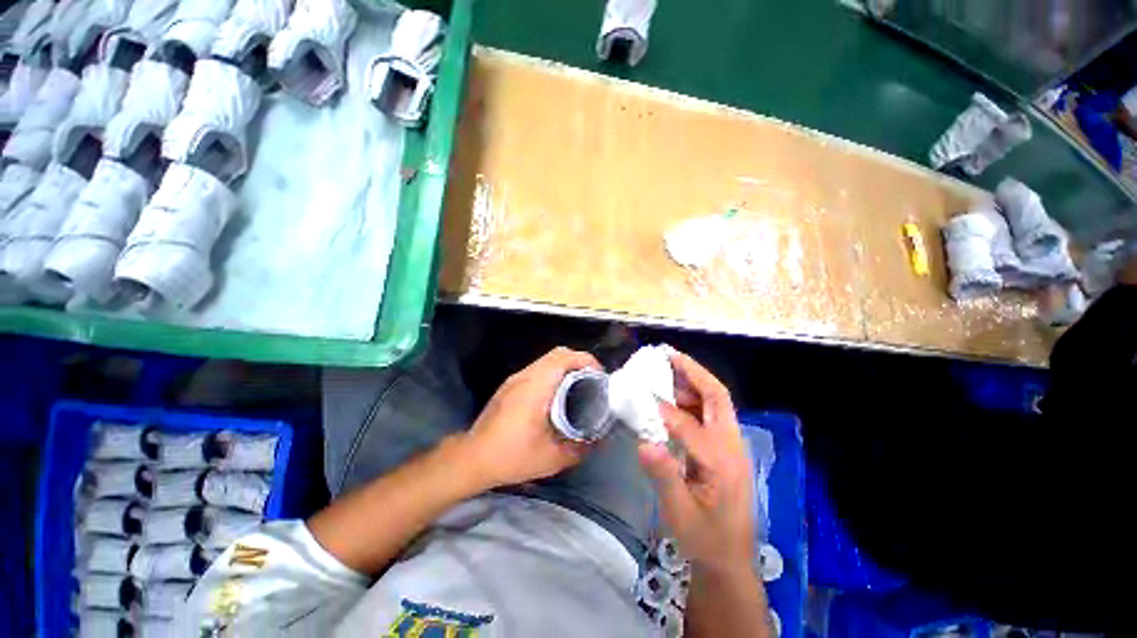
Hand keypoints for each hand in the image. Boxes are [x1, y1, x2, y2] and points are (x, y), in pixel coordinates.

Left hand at [464, 347, 600, 488]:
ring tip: (578, 388)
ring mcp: (515, 379)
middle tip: (592, 381)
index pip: (564, 357)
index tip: (599, 376)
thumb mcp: (552, 458)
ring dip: (565, 367)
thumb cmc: (512, 455)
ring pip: (546, 360)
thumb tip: (597, 441)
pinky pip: (537, 369)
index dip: (586, 360)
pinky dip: (553, 374)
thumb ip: (579, 448)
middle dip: (579, 362)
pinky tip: (556, 396)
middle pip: (557, 353)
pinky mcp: (509, 386)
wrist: (473, 458)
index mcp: (537, 385)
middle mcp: (525, 375)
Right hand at [638, 349, 755, 574]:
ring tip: (666, 370)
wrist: (729, 561)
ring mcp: (731, 445)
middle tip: (668, 356)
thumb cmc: (704, 539)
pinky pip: (710, 413)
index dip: (665, 410)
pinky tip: (673, 398)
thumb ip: (664, 475)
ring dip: (692, 382)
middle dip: (693, 372)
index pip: (691, 426)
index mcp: (722, 463)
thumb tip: (644, 442)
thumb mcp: (680, 513)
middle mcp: (731, 446)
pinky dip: (692, 398)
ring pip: (715, 401)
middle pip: (717, 397)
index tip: (641, 396)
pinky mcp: (725, 448)